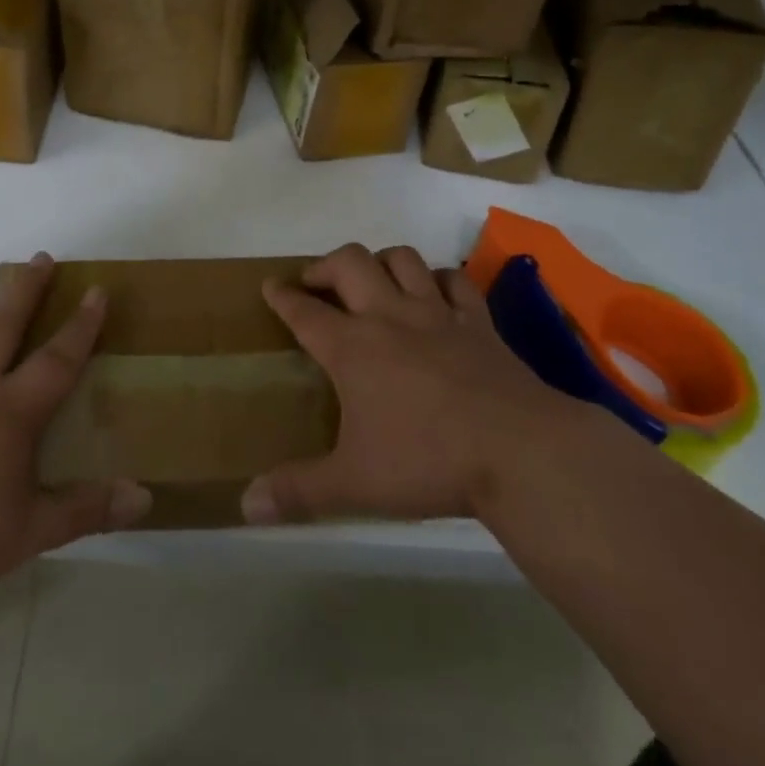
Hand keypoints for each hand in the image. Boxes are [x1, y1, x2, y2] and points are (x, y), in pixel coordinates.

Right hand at [241, 243, 565, 525]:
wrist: (518, 451)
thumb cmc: (428, 461)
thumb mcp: (354, 484)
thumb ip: (298, 491)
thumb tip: (246, 506)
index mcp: (352, 347)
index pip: (304, 311)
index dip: (282, 296)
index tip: (270, 285)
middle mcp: (389, 316)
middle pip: (350, 263)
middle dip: (326, 265)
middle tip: (317, 283)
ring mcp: (437, 313)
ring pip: (402, 259)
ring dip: (380, 261)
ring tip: (372, 279)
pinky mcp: (477, 321)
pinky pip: (455, 280)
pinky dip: (439, 279)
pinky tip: (434, 293)